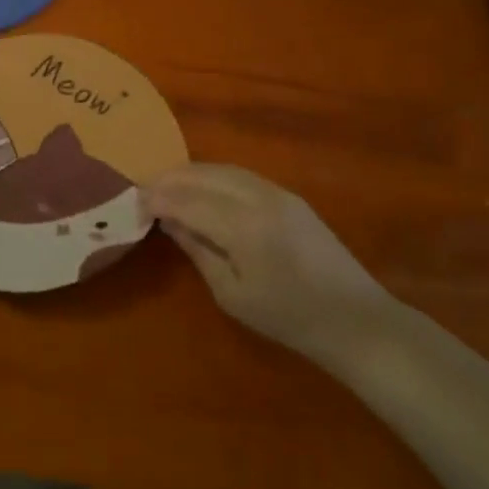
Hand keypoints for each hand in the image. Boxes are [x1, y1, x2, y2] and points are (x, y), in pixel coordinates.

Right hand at [143, 164, 397, 367]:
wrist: (355, 319)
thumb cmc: (289, 317)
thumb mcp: (231, 293)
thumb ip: (198, 250)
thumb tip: (169, 221)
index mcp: (243, 227)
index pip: (187, 201)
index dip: (157, 199)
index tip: (133, 204)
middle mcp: (259, 198)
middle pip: (203, 176)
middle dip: (169, 180)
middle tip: (143, 190)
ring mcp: (278, 193)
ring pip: (222, 169)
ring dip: (190, 174)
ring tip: (166, 185)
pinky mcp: (290, 196)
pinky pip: (241, 175)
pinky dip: (213, 177)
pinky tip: (201, 189)